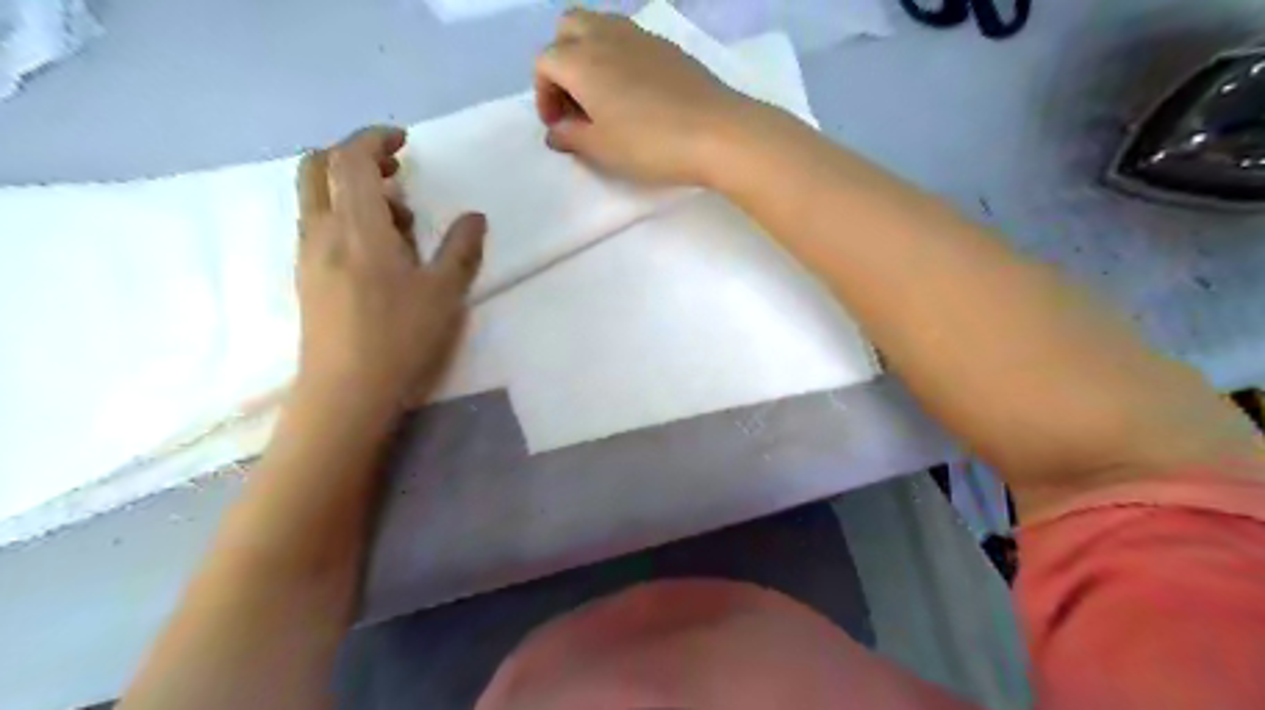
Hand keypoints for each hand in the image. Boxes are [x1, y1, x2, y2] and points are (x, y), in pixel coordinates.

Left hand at [294, 124, 485, 411]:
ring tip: (399, 219)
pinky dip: (344, 216)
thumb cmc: (399, 337)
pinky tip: (379, 251)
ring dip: (351, 189)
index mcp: (355, 226)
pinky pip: (319, 226)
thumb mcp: (444, 293)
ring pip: (316, 198)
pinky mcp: (307, 279)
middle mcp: (321, 231)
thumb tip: (475, 217)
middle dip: (354, 157)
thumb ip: (461, 248)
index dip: (374, 139)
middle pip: (317, 168)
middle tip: (395, 170)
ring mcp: (308, 256)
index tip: (404, 142)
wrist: (345, 392)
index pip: (349, 158)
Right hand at [533, 9, 748, 186]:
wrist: (716, 132)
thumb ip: (570, 136)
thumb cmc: (650, 144)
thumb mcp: (601, 149)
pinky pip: (629, 39)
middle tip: (575, 102)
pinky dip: (618, 57)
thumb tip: (556, 130)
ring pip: (599, 26)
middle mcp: (605, 35)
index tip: (558, 125)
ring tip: (603, 97)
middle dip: (561, 61)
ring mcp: (639, 35)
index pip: (544, 62)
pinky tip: (635, 94)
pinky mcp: (666, 46)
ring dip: (589, 55)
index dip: (544, 94)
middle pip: (567, 28)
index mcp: (581, 60)